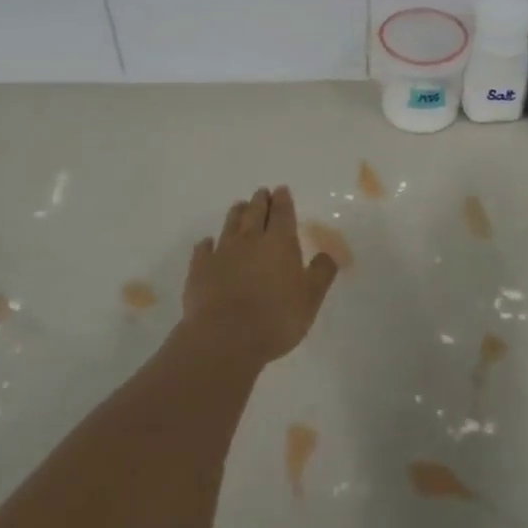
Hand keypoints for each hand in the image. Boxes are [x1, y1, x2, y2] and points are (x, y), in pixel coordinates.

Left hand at [183, 186, 338, 365]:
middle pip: (254, 213)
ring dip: (236, 214)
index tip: (281, 190)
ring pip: (230, 225)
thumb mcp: (311, 298)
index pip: (282, 213)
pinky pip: (203, 249)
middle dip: (260, 201)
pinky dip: (207, 244)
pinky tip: (207, 243)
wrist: (225, 338)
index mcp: (280, 242)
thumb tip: (327, 254)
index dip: (283, 200)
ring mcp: (222, 253)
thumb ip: (321, 273)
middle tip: (261, 192)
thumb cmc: (276, 318)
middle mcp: (250, 240)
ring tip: (239, 205)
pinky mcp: (199, 270)